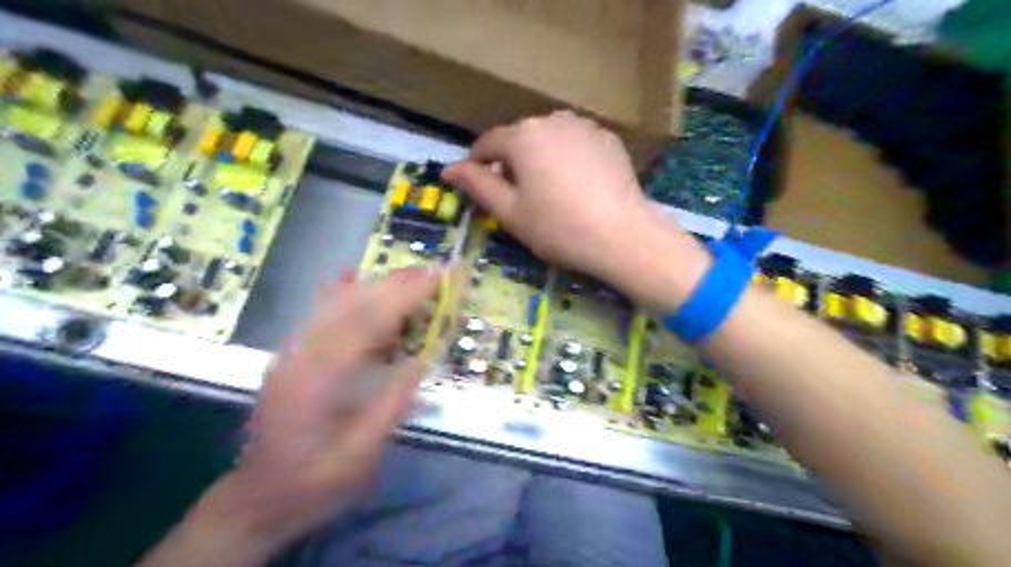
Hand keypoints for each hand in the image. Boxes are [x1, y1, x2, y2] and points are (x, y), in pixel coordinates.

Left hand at [140, 267, 439, 566]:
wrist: (256, 499)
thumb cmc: (313, 483)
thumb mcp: (359, 455)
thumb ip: (391, 405)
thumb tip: (421, 361)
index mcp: (318, 380)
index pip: (368, 324)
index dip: (404, 298)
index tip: (435, 280)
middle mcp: (300, 355)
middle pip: (351, 305)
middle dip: (394, 284)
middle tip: (431, 271)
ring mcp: (291, 353)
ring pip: (334, 304)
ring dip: (375, 286)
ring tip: (410, 276)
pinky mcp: (290, 357)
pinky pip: (318, 315)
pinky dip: (341, 293)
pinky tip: (351, 276)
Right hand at [446, 111, 650, 279]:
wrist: (622, 236)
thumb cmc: (558, 227)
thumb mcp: (510, 212)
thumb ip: (478, 186)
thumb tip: (449, 169)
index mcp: (523, 136)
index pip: (488, 143)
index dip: (477, 164)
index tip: (478, 186)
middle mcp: (552, 119)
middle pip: (520, 138)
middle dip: (512, 162)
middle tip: (518, 197)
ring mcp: (584, 125)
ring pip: (549, 138)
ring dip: (540, 157)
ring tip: (549, 190)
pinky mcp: (608, 138)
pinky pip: (575, 143)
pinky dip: (567, 158)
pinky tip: (576, 185)